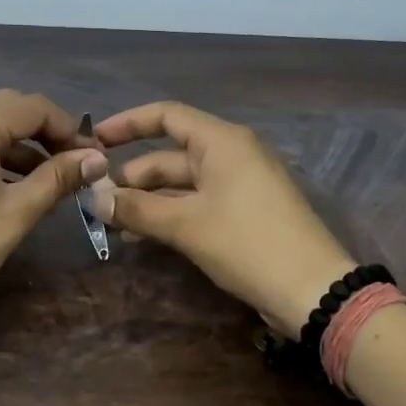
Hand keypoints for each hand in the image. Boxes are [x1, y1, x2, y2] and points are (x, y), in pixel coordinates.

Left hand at [0, 90, 107, 325]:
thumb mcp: (17, 212)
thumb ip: (58, 178)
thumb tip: (97, 159)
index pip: (33, 107)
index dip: (68, 127)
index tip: (90, 157)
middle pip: (9, 109)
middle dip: (45, 133)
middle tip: (72, 164)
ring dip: (21, 145)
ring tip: (50, 180)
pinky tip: (15, 184)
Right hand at [92, 102, 357, 336]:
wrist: (311, 290)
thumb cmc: (247, 243)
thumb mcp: (186, 225)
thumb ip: (137, 208)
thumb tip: (94, 199)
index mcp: (221, 141)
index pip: (167, 116)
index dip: (127, 124)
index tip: (94, 140)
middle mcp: (231, 155)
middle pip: (170, 156)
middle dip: (133, 177)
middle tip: (97, 202)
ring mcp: (240, 185)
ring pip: (182, 184)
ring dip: (148, 201)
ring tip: (113, 224)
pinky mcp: (244, 213)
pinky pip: (197, 204)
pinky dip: (170, 215)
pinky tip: (142, 236)